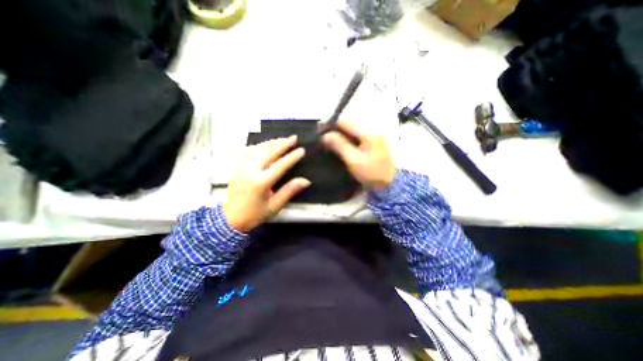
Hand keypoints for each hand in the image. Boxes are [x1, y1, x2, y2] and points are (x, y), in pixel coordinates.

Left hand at [222, 135, 309, 230]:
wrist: (231, 218)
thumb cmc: (255, 214)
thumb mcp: (275, 206)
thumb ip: (289, 191)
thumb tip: (305, 180)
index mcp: (261, 182)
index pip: (280, 165)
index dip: (292, 157)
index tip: (301, 150)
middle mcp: (250, 171)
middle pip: (268, 153)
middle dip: (283, 144)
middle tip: (294, 138)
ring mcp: (241, 167)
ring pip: (258, 149)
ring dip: (272, 143)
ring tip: (283, 139)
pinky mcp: (237, 167)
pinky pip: (248, 151)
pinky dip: (259, 146)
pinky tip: (265, 144)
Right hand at [325, 122, 394, 189]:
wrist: (389, 184)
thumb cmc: (371, 173)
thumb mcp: (353, 160)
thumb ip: (339, 145)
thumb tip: (325, 135)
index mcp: (368, 132)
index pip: (346, 122)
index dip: (331, 125)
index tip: (319, 131)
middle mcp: (372, 129)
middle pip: (349, 124)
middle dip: (335, 129)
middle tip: (323, 137)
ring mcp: (374, 135)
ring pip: (352, 130)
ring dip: (341, 134)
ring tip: (329, 141)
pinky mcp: (374, 141)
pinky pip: (357, 136)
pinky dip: (347, 138)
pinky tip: (341, 144)